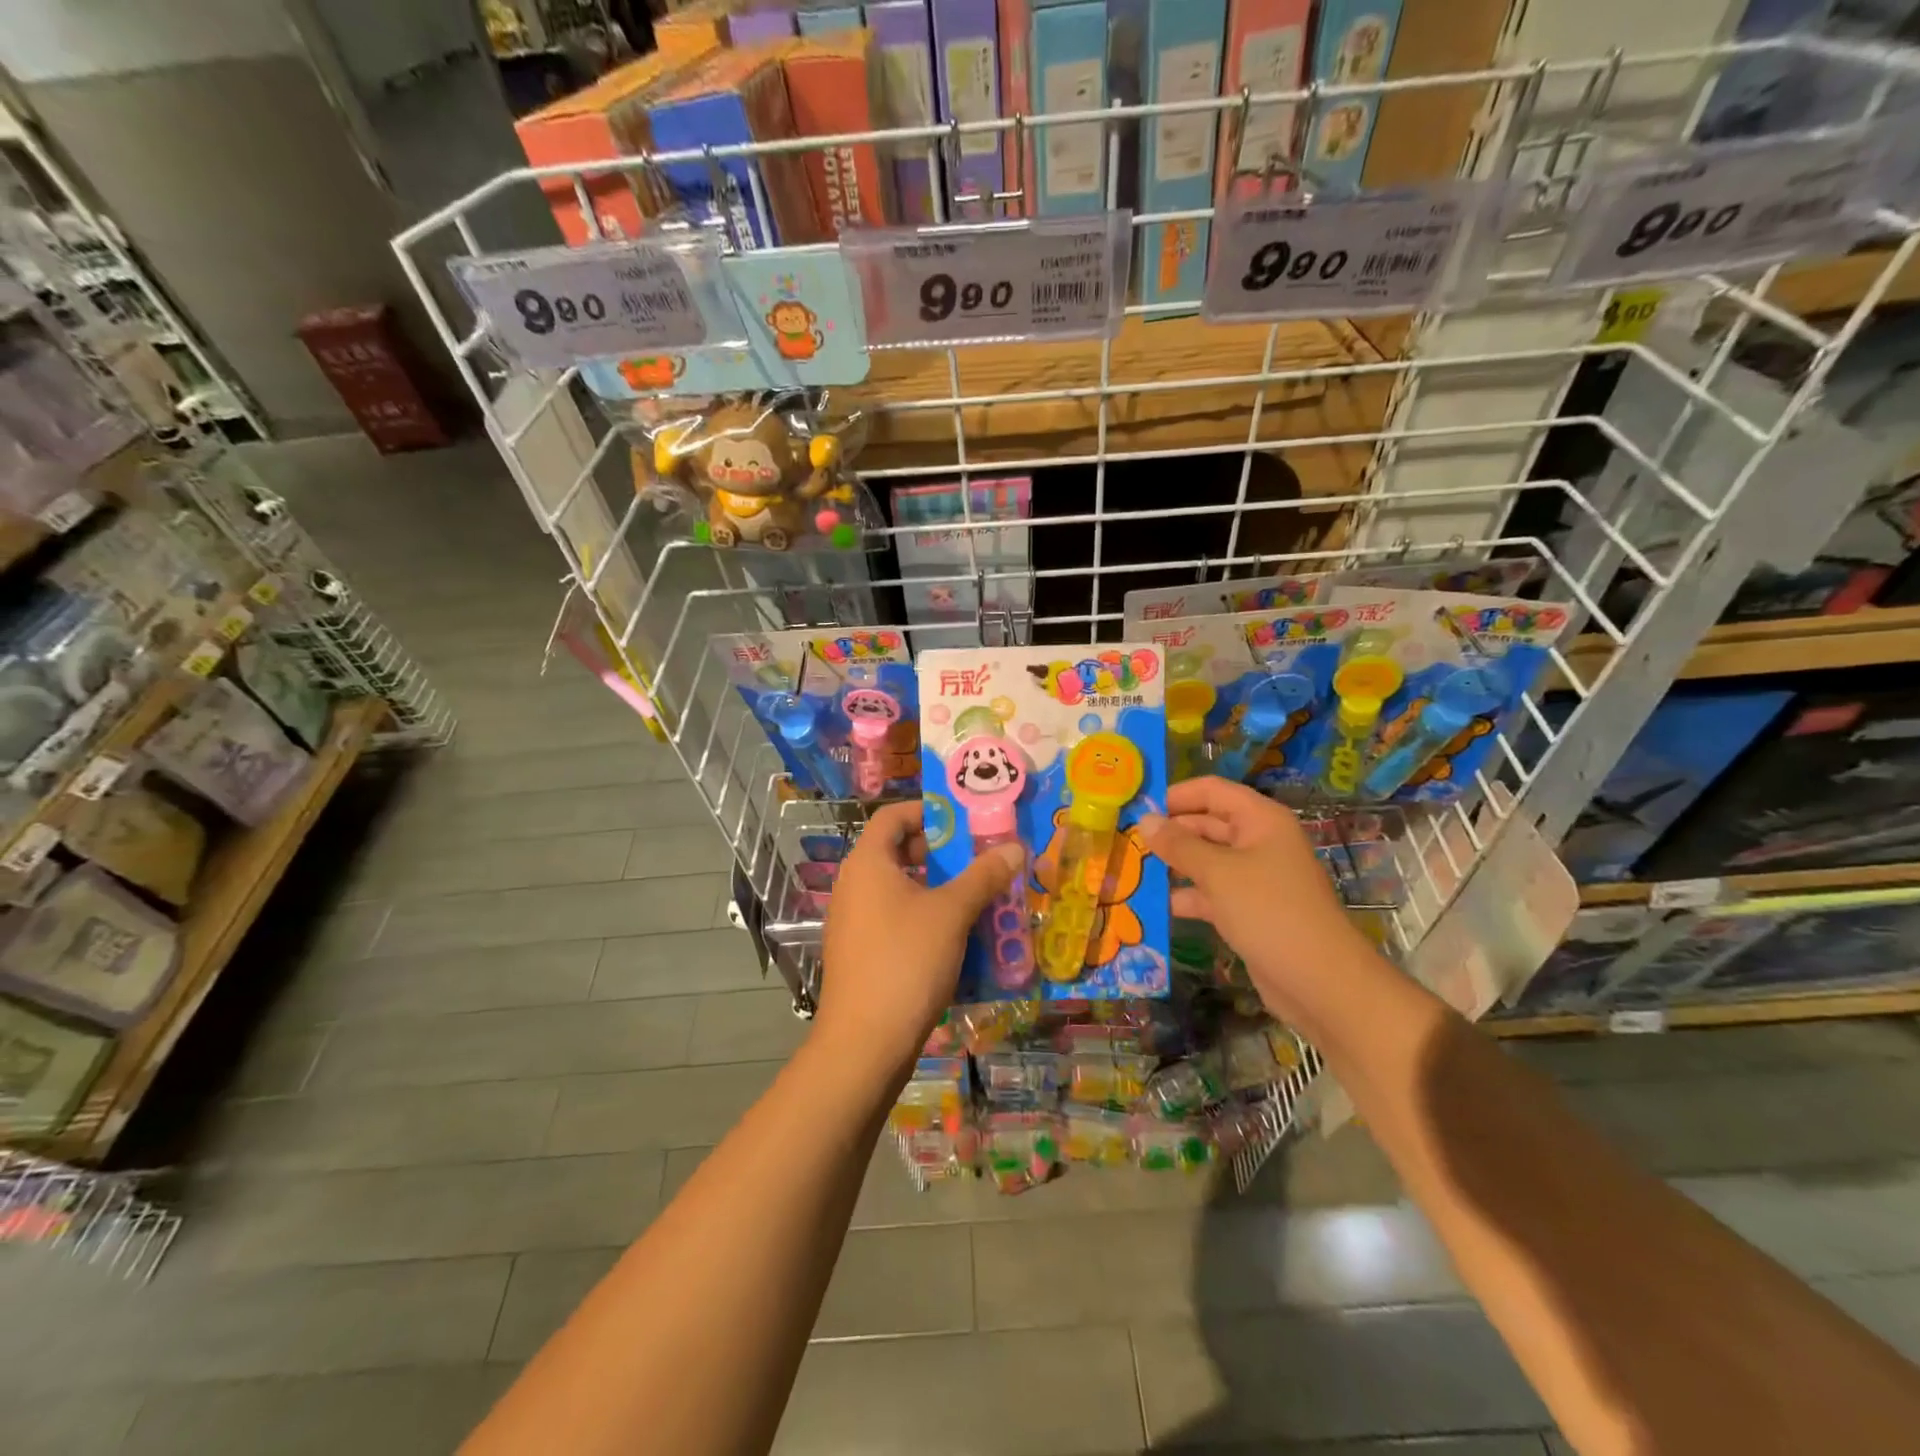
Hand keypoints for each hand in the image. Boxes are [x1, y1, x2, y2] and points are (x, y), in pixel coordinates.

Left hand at [816, 801, 1022, 1081]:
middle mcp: (854, 886)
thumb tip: (1014, 846)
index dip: (928, 811)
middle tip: (979, 860)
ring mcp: (854, 922)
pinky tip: (958, 938)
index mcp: (867, 863)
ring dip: (938, 889)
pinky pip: (896, 921)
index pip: (892, 816)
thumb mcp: (952, 913)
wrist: (865, 1043)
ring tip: (979, 898)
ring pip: (900, 890)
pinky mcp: (861, 954)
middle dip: (941, 854)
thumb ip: (983, 876)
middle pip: (898, 852)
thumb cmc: (906, 961)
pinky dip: (925, 919)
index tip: (964, 821)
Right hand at [1140, 778, 1377, 1035]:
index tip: (1138, 807)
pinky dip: (1187, 896)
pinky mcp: (1249, 910)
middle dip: (1170, 832)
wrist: (1320, 981)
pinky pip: (1212, 893)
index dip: (1176, 795)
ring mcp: (1255, 878)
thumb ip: (1178, 845)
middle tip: (1127, 840)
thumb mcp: (1218, 873)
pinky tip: (1156, 905)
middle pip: (1207, 824)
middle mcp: (1259, 842)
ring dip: (1174, 865)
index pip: (1212, 791)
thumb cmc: (1269, 911)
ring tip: (1132, 870)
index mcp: (1260, 820)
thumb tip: (1145, 820)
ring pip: (1207, 860)